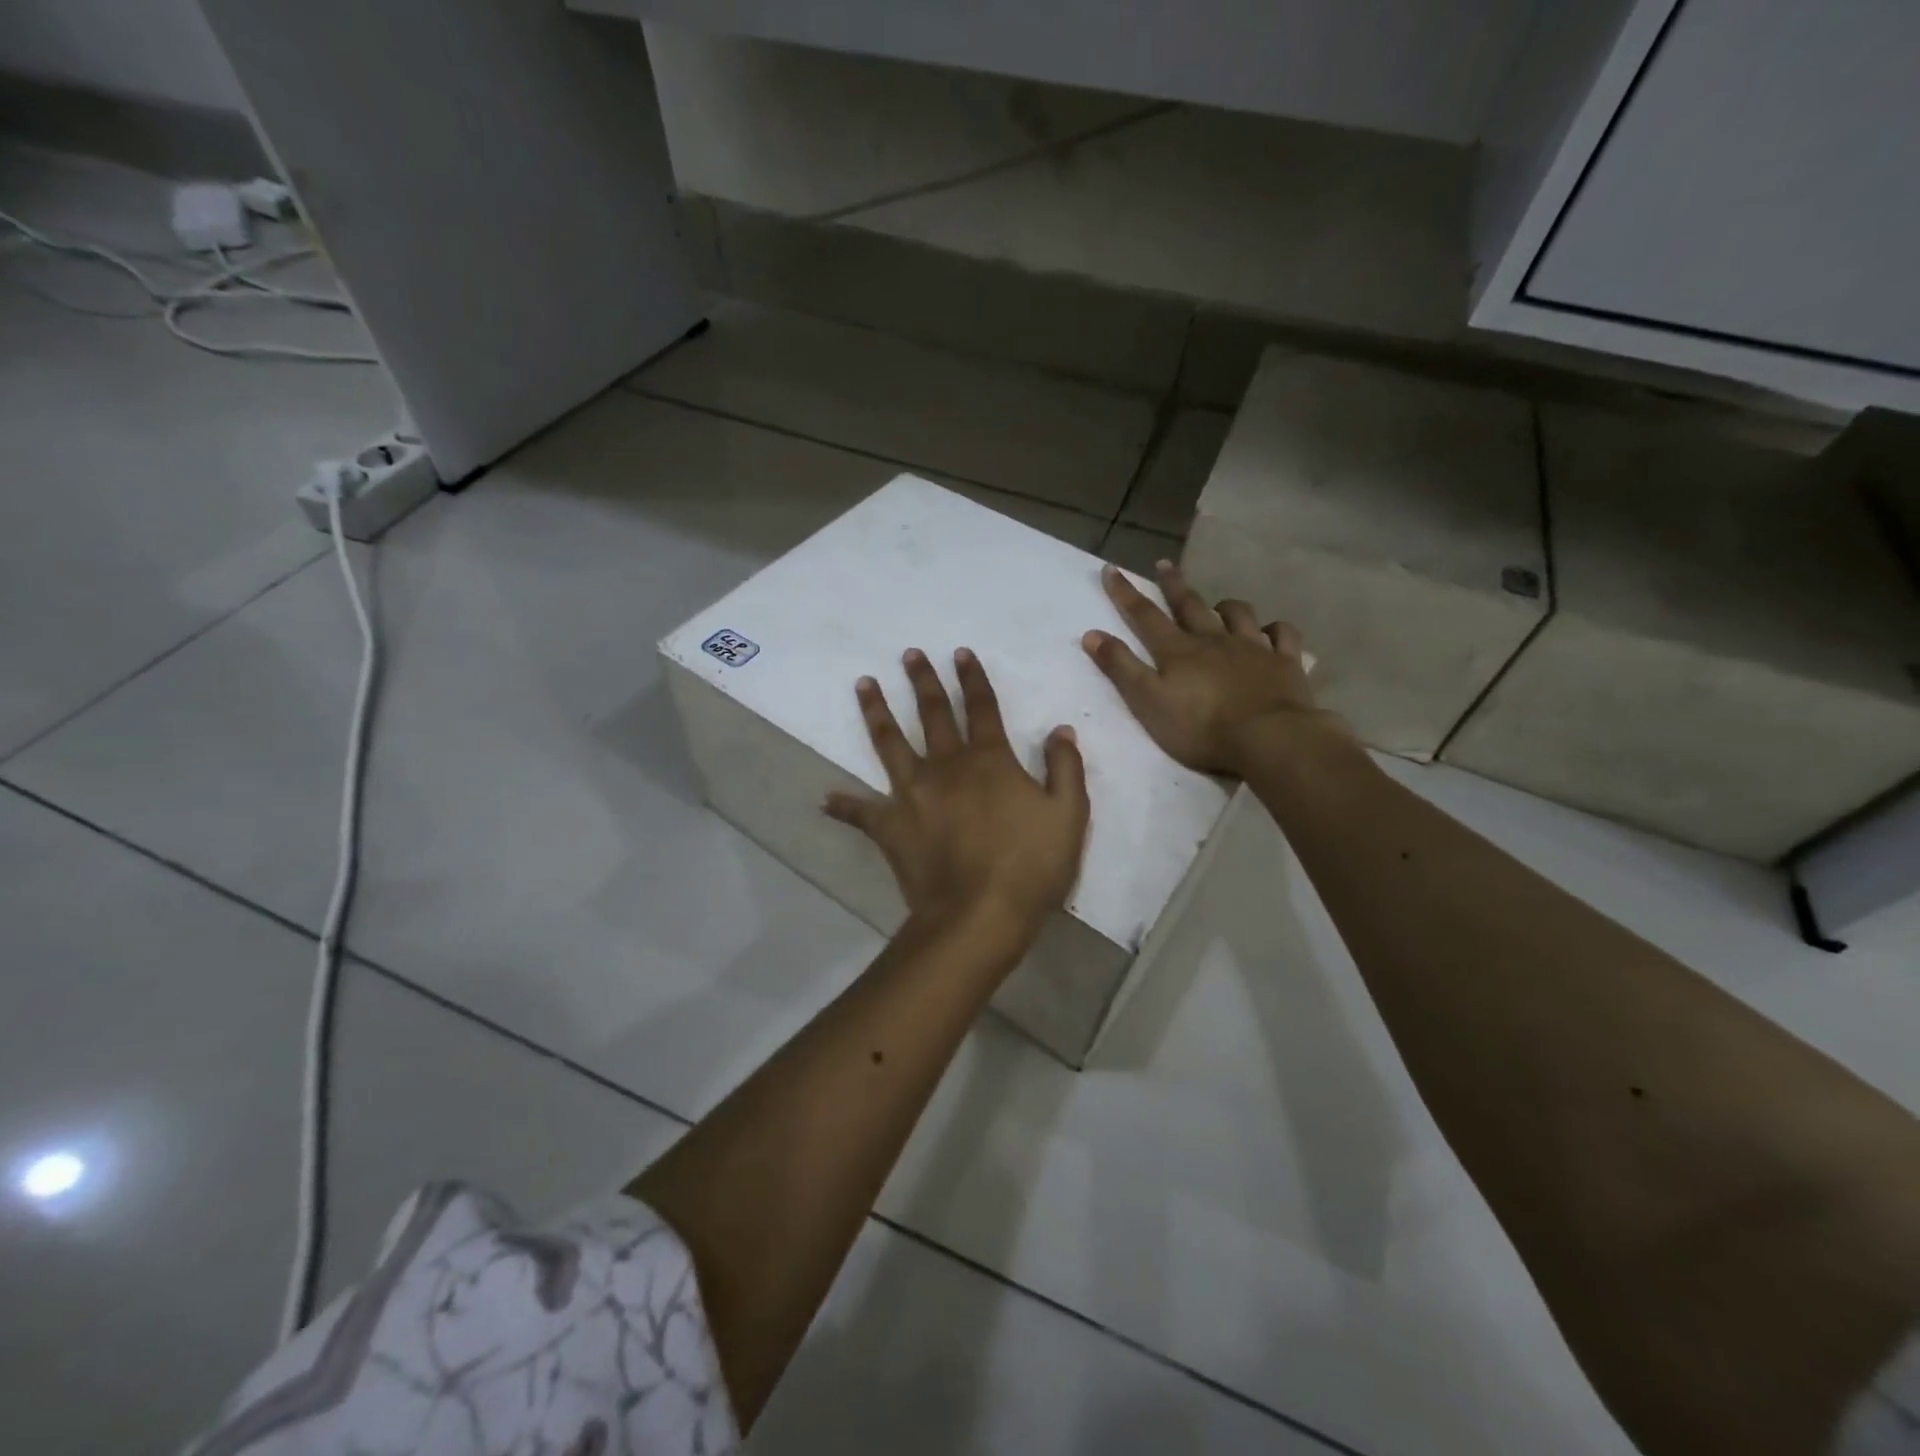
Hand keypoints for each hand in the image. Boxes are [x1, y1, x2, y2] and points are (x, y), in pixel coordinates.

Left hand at [826, 648, 1090, 944]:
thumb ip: (1065, 768)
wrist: (979, 914)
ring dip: (877, 711)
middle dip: (923, 681)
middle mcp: (945, 766)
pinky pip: (861, 813)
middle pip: (932, 713)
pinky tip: (825, 799)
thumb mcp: (1068, 815)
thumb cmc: (1030, 865)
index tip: (959, 653)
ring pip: (890, 743)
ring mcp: (911, 794)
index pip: (981, 707)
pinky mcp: (889, 826)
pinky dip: (844, 806)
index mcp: (988, 760)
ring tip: (863, 684)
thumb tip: (1060, 730)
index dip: (972, 678)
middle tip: (909, 654)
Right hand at [1082, 560, 1348, 776]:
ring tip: (1218, 604)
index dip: (1125, 593)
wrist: (1268, 739)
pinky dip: (1274, 629)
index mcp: (1178, 651)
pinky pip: (1282, 635)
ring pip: (1237, 614)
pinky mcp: (1285, 662)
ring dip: (1224, 606)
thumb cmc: (1201, 728)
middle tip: (1164, 564)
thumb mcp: (1148, 701)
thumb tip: (1091, 634)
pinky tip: (1271, 632)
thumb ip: (1121, 668)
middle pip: (1190, 605)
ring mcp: (1253, 647)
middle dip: (1173, 584)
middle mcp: (1214, 640)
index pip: (1145, 615)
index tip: (1111, 569)